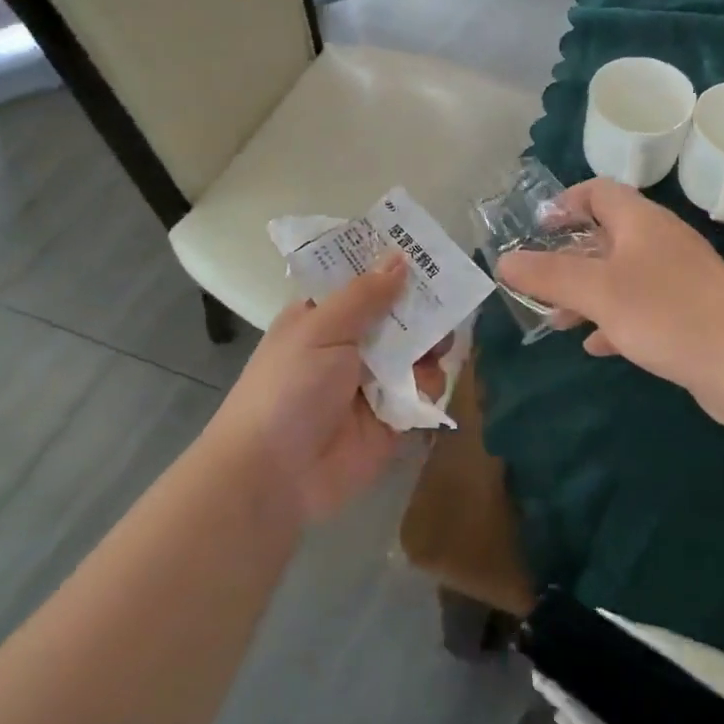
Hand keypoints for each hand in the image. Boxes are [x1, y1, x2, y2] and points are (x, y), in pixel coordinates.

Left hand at [206, 254, 446, 523]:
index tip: (425, 249)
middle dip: (421, 306)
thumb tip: (400, 257)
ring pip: (416, 352)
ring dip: (429, 346)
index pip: (361, 281)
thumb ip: (365, 295)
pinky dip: (428, 387)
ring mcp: (373, 382)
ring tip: (437, 346)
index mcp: (324, 317)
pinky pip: (422, 392)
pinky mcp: (392, 418)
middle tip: (449, 294)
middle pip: (397, 315)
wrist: (275, 475)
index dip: (389, 265)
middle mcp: (350, 345)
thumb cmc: (288, 388)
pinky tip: (425, 385)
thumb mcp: (321, 329)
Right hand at [496, 178, 723, 391]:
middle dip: (568, 259)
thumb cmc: (668, 313)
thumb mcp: (598, 291)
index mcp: (641, 222)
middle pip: (606, 236)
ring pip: (621, 276)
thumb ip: (548, 275)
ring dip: (587, 294)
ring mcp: (678, 280)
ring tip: (558, 321)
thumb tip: (503, 262)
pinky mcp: (689, 315)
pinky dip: (614, 321)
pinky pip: (641, 309)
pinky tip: (598, 346)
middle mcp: (660, 243)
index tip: (536, 229)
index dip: (565, 203)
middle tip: (537, 283)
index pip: (599, 191)